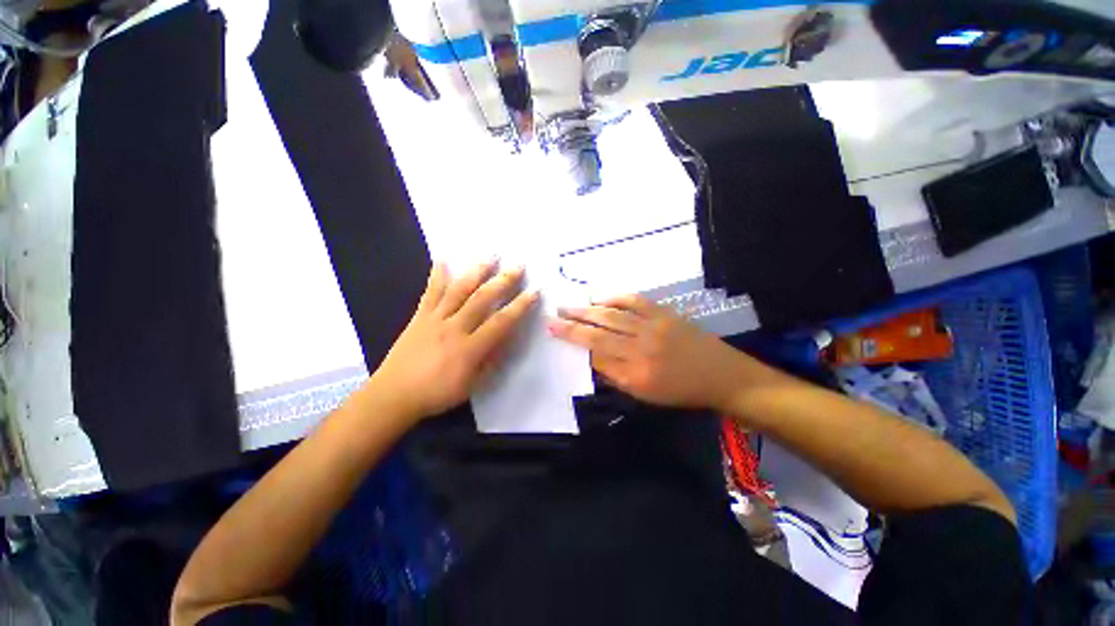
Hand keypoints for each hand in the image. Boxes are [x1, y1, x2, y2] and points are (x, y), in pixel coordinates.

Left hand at [371, 259, 538, 421]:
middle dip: (503, 281)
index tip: (534, 292)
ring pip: (459, 290)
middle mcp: (454, 328)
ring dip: (477, 272)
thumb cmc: (437, 394)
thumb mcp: (472, 385)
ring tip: (491, 256)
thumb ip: (491, 360)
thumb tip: (507, 339)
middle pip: (482, 299)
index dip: (520, 306)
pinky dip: (437, 275)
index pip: (501, 322)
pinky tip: (442, 259)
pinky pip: (430, 293)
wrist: (394, 394)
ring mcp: (435, 319)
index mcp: (469, 348)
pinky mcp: (419, 316)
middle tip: (518, 266)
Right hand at [548, 295, 751, 411]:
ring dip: (586, 309)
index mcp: (635, 374)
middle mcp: (640, 349)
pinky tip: (599, 297)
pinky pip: (634, 301)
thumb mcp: (646, 395)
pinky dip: (614, 297)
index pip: (596, 356)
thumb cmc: (682, 391)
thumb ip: (616, 376)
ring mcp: (652, 327)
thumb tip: (593, 359)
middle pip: (598, 334)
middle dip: (572, 325)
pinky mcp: (663, 313)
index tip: (556, 333)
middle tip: (553, 316)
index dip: (574, 343)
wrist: (721, 375)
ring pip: (611, 315)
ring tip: (568, 306)